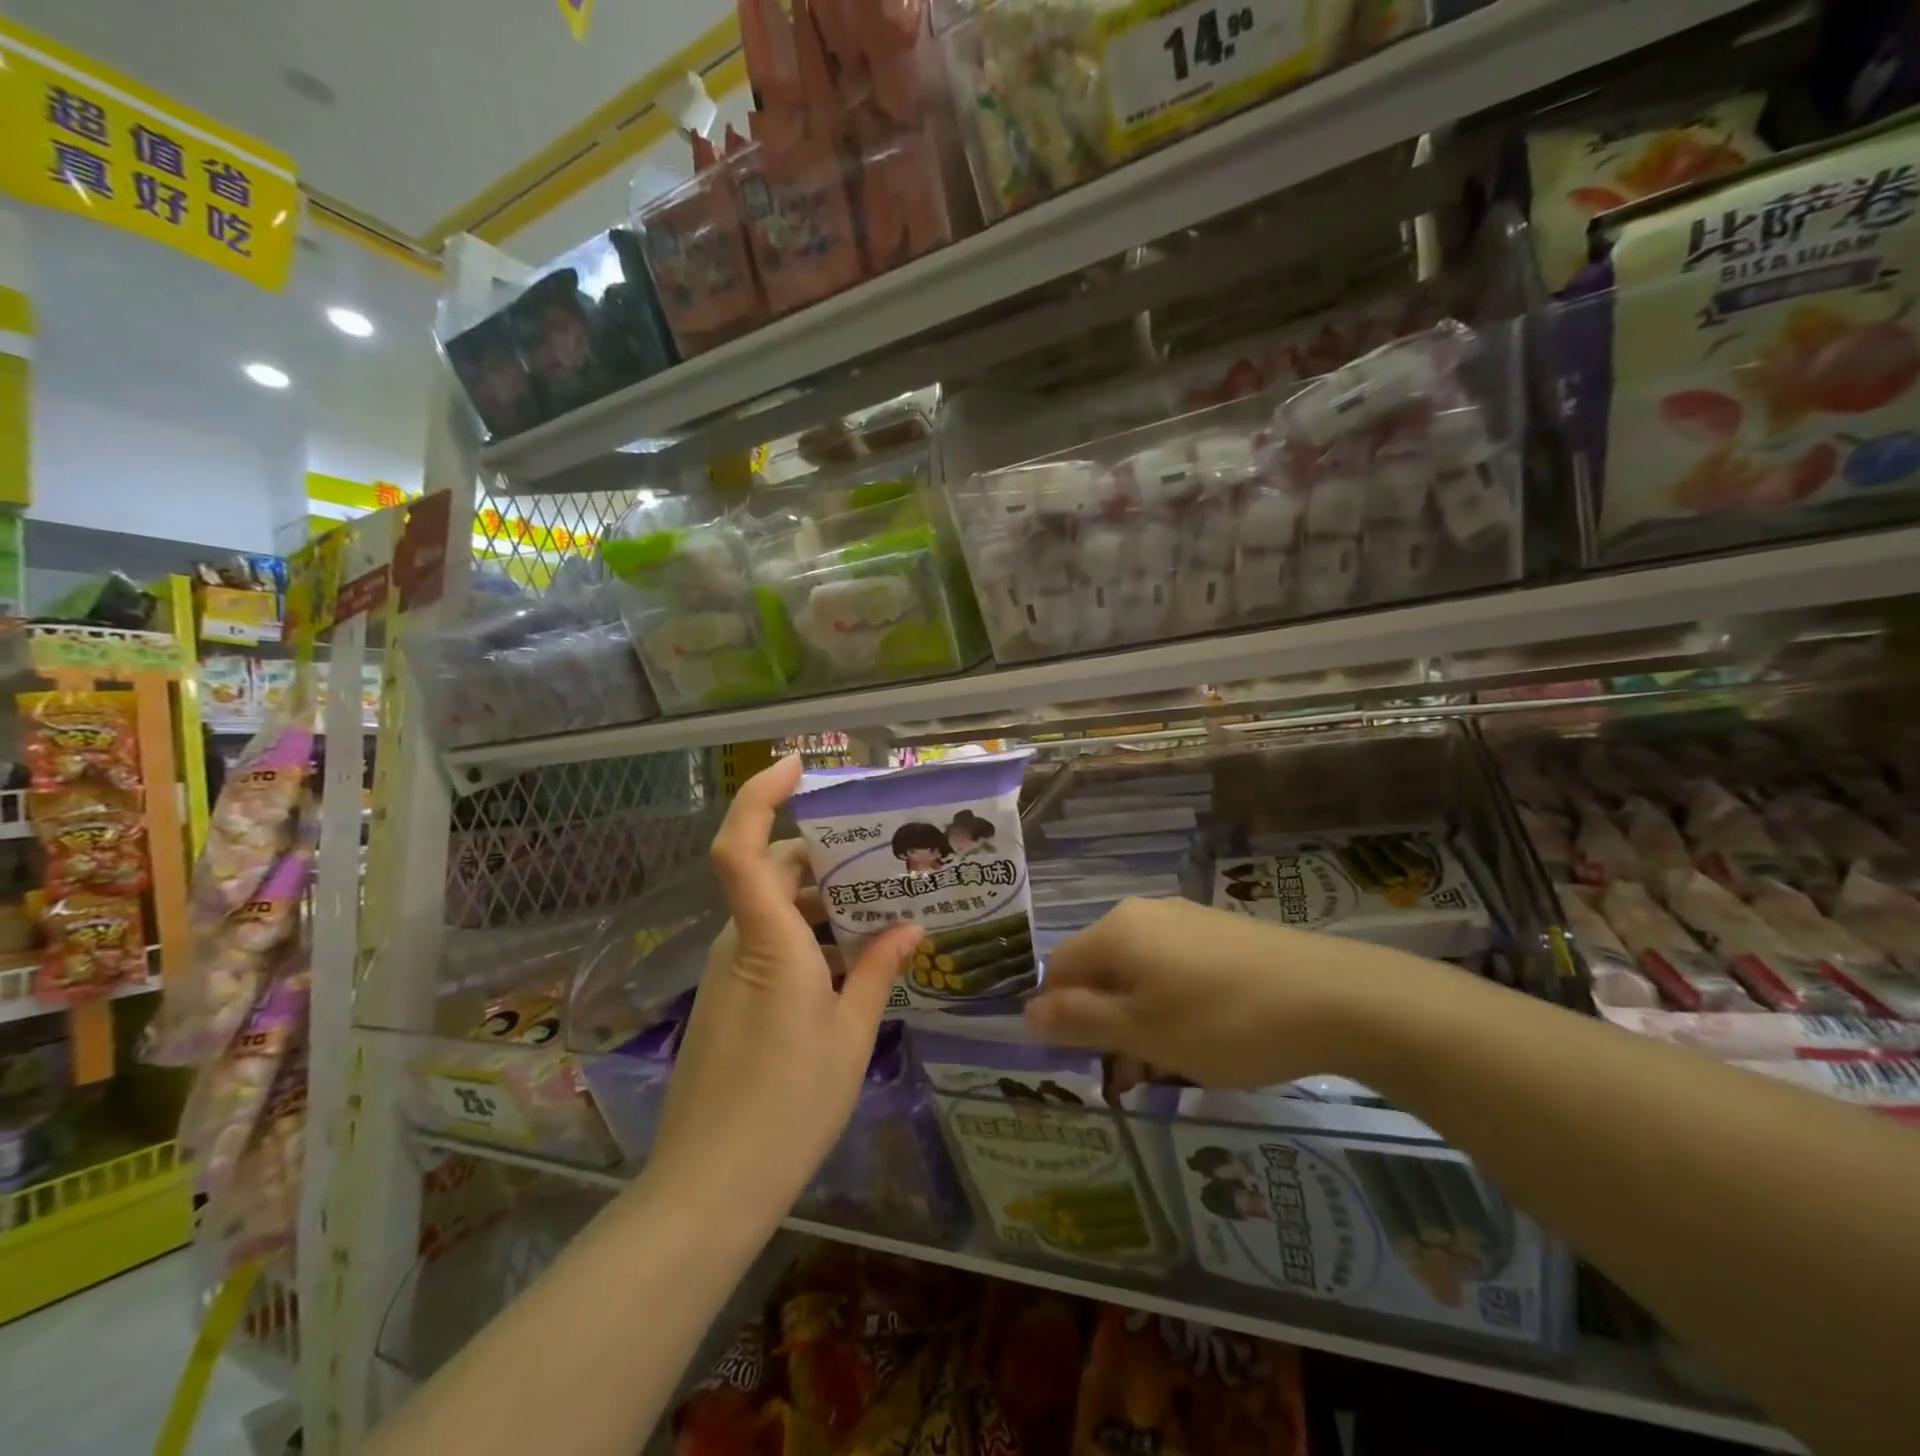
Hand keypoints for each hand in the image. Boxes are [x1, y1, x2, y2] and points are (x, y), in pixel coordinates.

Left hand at [645, 756, 920, 1228]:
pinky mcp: (729, 1000)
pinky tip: (853, 963)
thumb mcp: (851, 1033)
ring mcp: (729, 973)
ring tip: (884, 911)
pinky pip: (770, 945)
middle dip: (824, 857)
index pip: (741, 847)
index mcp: (768, 939)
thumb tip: (911, 928)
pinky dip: (810, 938)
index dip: (759, 796)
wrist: (711, 1187)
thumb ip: (880, 970)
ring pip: (774, 911)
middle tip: (883, 858)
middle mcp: (740, 943)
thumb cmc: (790, 1102)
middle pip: (772, 872)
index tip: (797, 768)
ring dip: (823, 904)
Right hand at [1023, 897, 1416, 1087]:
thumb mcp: (1143, 1032)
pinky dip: (1173, 1006)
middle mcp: (1145, 915)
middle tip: (1130, 1078)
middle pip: (1101, 972)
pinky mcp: (1222, 935)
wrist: (1334, 997)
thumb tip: (1025, 1012)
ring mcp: (1187, 921)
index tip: (1083, 1063)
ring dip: (1140, 1022)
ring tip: (1170, 1070)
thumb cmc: (1223, 1020)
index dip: (1059, 1016)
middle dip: (1105, 1025)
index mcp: (1116, 931)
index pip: (1059, 969)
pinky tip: (1204, 1042)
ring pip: (1140, 975)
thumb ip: (1079, 1021)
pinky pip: (1176, 970)